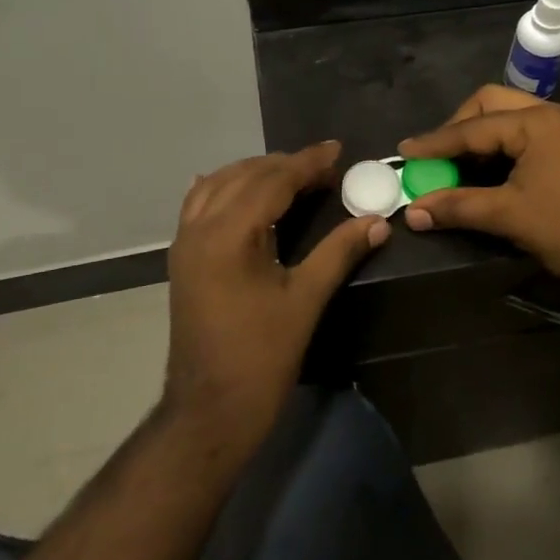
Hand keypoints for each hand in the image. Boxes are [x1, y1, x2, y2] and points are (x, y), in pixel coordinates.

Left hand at [164, 142, 388, 446]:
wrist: (209, 409)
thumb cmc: (261, 356)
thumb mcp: (305, 300)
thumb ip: (339, 252)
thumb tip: (377, 221)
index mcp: (229, 234)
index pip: (272, 181)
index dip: (307, 163)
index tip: (337, 150)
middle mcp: (200, 228)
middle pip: (245, 176)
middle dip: (285, 165)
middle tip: (324, 167)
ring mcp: (185, 242)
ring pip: (219, 185)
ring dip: (255, 173)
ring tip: (292, 175)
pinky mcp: (182, 258)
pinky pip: (200, 205)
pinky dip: (225, 188)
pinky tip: (241, 190)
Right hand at [397, 86, 559, 303]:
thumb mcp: (509, 216)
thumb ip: (457, 207)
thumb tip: (412, 213)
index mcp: (537, 122)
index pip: (473, 127)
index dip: (436, 142)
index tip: (404, 152)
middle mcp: (552, 114)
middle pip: (491, 104)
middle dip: (459, 127)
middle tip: (437, 155)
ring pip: (510, 117)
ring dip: (480, 136)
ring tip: (457, 164)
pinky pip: (526, 133)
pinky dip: (501, 146)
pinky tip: (488, 171)